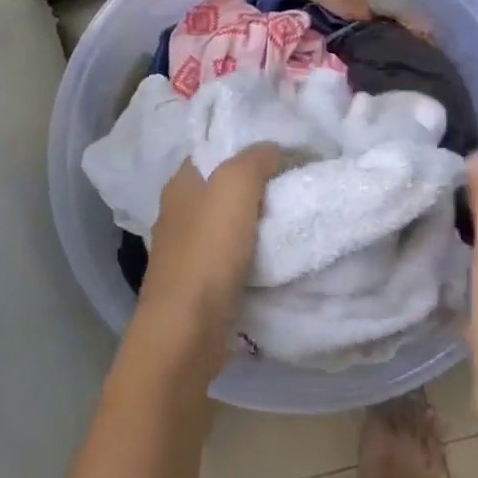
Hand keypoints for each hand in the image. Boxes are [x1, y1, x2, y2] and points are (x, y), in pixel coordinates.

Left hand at [131, 145, 281, 373]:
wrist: (188, 329)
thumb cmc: (208, 251)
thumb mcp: (234, 186)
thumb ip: (255, 159)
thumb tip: (273, 150)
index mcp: (180, 185)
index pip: (214, 152)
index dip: (248, 148)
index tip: (287, 153)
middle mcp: (178, 214)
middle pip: (223, 189)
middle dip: (258, 186)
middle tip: (299, 184)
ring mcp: (187, 252)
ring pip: (229, 225)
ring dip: (258, 223)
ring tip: (296, 217)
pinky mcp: (200, 284)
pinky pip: (233, 257)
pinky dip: (254, 254)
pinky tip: (279, 256)